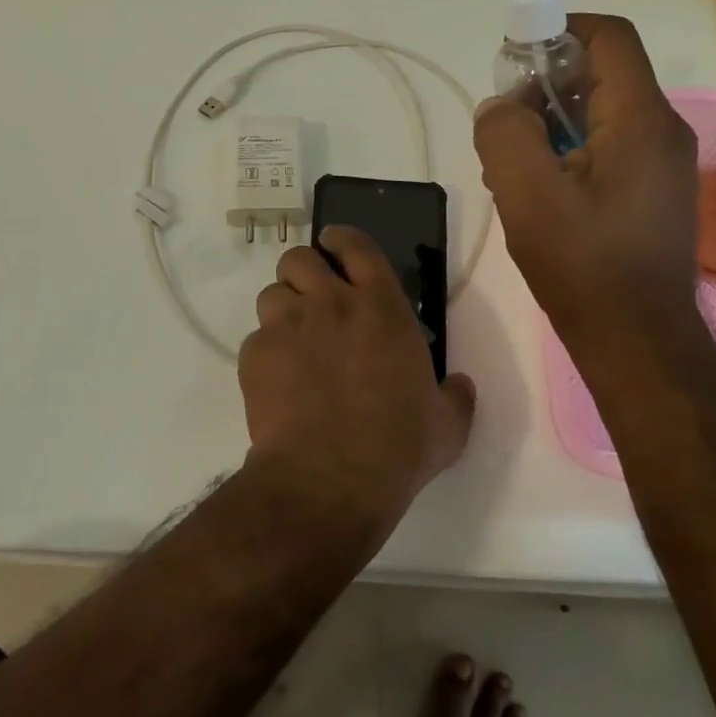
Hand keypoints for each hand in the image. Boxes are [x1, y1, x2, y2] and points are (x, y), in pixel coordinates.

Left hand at [239, 226, 475, 519]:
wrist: (330, 478)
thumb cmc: (398, 446)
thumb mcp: (447, 424)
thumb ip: (455, 396)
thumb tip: (460, 385)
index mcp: (380, 307)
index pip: (356, 245)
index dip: (341, 238)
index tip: (334, 243)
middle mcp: (330, 303)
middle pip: (300, 258)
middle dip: (303, 271)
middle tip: (312, 297)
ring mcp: (287, 326)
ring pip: (271, 293)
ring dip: (282, 309)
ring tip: (292, 339)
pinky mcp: (256, 354)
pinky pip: (255, 338)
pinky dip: (266, 352)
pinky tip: (278, 381)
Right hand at [474, 14, 703, 350]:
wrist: (637, 342)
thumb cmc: (584, 264)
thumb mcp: (526, 193)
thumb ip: (504, 133)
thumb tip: (501, 108)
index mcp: (641, 120)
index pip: (608, 38)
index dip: (559, 30)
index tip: (514, 57)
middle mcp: (662, 132)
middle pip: (602, 74)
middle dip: (545, 85)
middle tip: (505, 124)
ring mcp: (661, 165)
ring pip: (600, 114)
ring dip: (551, 123)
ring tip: (513, 165)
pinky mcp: (651, 193)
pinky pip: (606, 148)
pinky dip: (568, 151)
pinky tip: (539, 192)